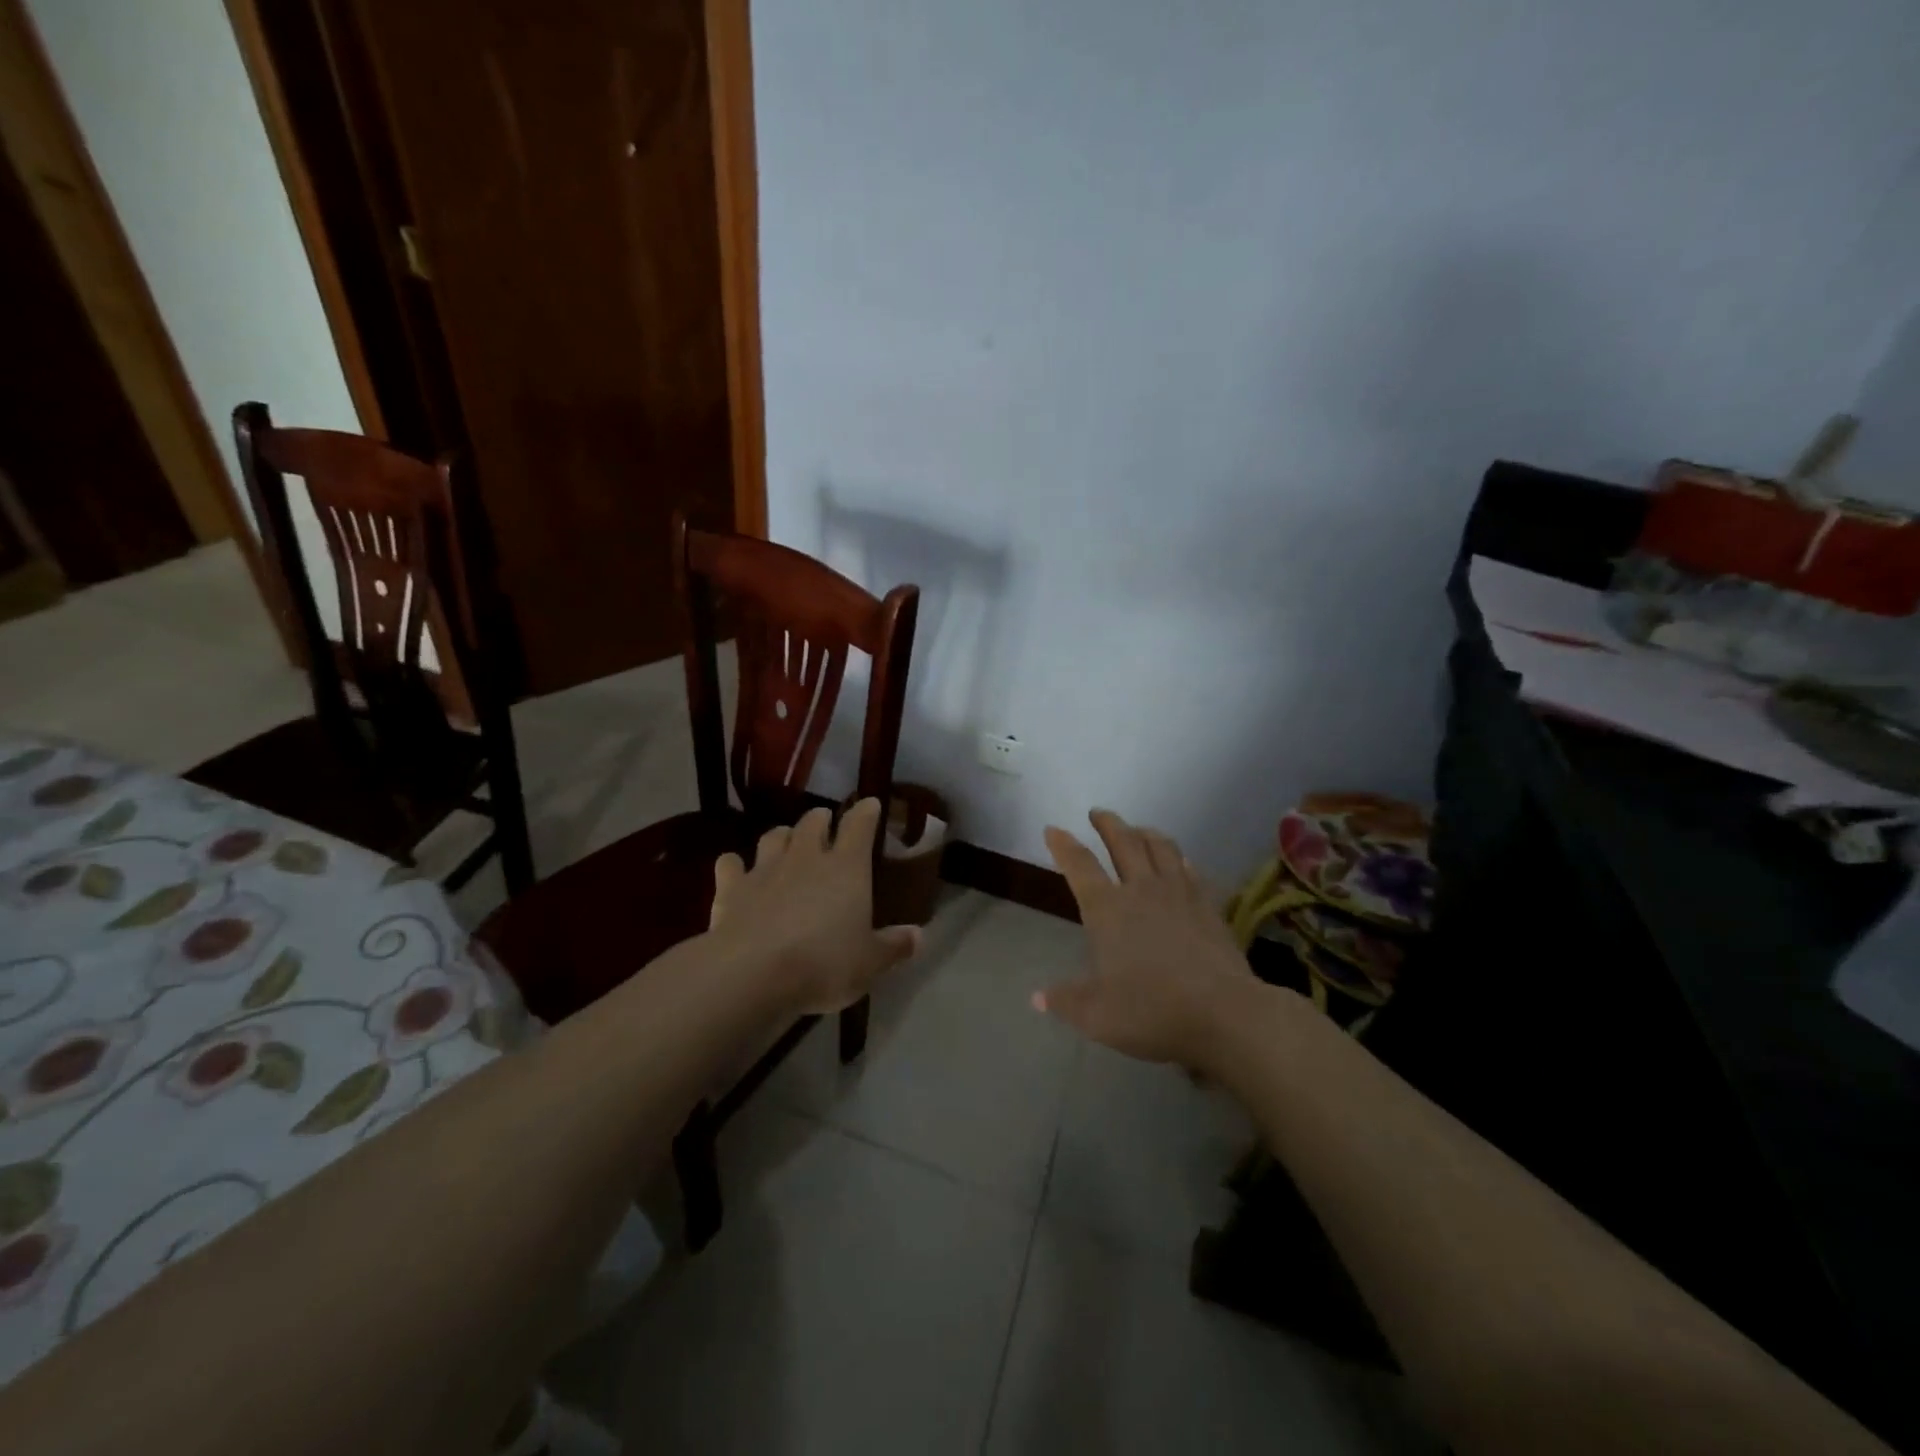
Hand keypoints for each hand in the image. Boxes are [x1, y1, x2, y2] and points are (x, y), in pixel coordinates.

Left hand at [708, 799, 920, 1016]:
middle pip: (813, 822)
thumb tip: (918, 935)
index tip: (870, 804)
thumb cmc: (823, 963)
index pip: (859, 825)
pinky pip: (730, 864)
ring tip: (786, 842)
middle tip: (825, 823)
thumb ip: (894, 946)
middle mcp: (806, 857)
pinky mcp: (731, 888)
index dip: (866, 812)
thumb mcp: (869, 963)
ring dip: (782, 835)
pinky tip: (736, 870)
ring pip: (774, 836)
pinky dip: (734, 864)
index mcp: (847, 867)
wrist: (752, 973)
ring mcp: (765, 869)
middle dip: (821, 819)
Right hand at [1037, 810, 1256, 1069]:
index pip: (1080, 865)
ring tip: (1137, 829)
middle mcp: (1141, 890)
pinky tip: (1180, 862)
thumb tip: (1036, 997)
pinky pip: (1191, 870)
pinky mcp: (1208, 906)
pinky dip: (1179, 859)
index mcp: (1108, 909)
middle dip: (1107, 824)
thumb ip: (1065, 1001)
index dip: (1063, 845)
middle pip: (1123, 842)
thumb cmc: (1152, 1011)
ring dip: (1144, 832)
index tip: (1053, 830)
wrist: (1225, 1014)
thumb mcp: (1096, 1015)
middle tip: (1097, 813)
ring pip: (1161, 847)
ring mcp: (1179, 894)